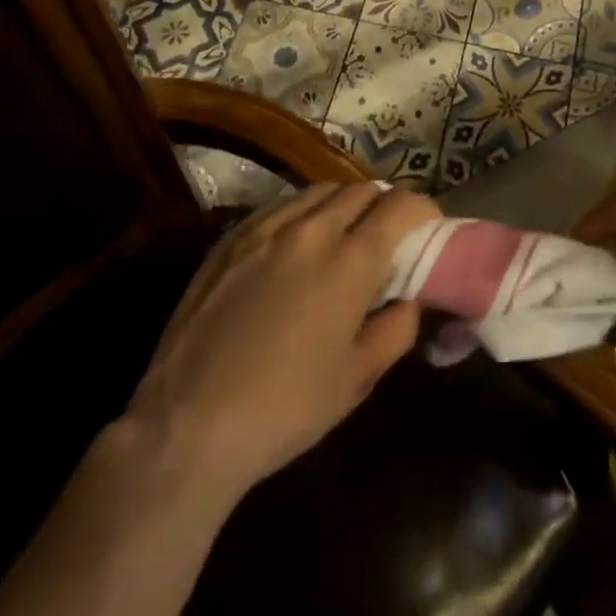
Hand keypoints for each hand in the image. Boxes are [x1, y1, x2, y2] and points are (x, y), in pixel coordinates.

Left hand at [120, 182, 438, 498]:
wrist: (187, 427)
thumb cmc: (285, 408)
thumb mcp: (358, 379)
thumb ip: (397, 327)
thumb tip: (408, 298)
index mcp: (350, 259)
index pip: (401, 206)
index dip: (423, 210)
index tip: (428, 228)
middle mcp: (311, 229)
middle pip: (362, 189)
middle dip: (384, 204)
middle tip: (388, 235)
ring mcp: (265, 228)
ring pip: (320, 190)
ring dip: (344, 203)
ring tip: (344, 233)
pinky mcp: (231, 238)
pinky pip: (280, 206)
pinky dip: (303, 212)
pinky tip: (297, 242)